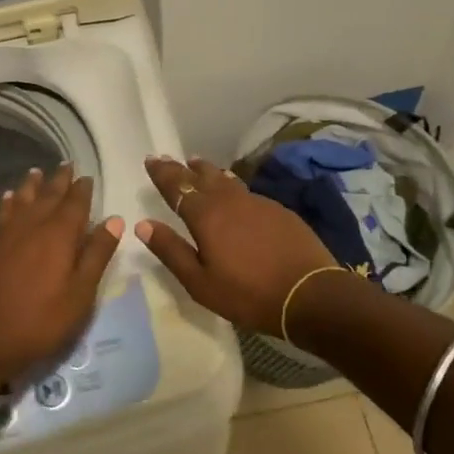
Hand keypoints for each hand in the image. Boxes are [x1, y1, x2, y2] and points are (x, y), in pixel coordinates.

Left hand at [0, 164, 122, 386]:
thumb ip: (96, 255)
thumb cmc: (39, 321)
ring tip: (36, 172)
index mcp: (59, 234)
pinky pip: (3, 213)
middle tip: (66, 165)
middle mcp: (33, 225)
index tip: (87, 177)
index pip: (75, 203)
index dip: (82, 189)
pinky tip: (8, 198)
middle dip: (59, 180)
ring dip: (31, 185)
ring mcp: (7, 234)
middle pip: (48, 195)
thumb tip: (114, 220)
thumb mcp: (80, 295)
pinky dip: (8, 201)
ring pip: (22, 199)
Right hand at [136, 155, 337, 336]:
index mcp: (205, 215)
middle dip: (182, 168)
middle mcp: (229, 200)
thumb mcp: (200, 282)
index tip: (150, 160)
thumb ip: (171, 251)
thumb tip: (143, 225)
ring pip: (226, 179)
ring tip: (198, 164)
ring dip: (208, 171)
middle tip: (169, 159)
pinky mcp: (278, 210)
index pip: (177, 186)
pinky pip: (245, 190)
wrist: (310, 294)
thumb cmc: (248, 294)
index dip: (162, 173)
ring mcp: (257, 202)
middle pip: (201, 176)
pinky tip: (233, 191)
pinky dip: (231, 185)